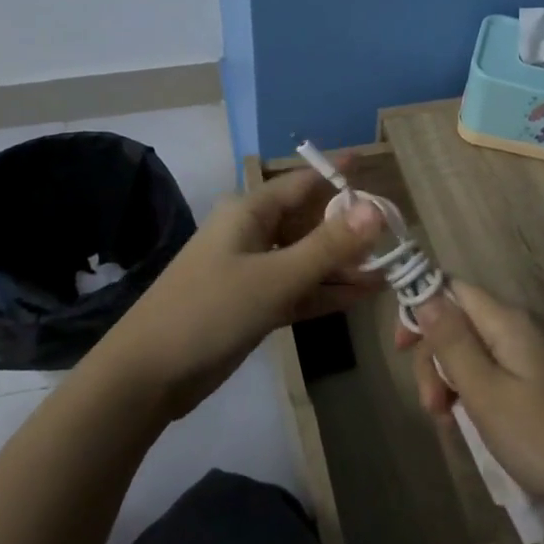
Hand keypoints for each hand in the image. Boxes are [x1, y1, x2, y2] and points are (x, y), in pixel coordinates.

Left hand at [113, 164, 384, 416]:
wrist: (147, 375)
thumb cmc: (210, 311)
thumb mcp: (275, 278)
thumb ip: (328, 246)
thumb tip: (376, 210)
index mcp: (250, 211)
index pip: (304, 181)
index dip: (339, 175)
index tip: (376, 169)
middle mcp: (252, 232)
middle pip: (309, 221)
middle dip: (350, 228)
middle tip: (396, 235)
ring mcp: (251, 269)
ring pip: (306, 258)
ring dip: (342, 265)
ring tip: (389, 270)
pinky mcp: (252, 302)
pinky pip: (297, 288)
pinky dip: (325, 291)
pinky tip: (362, 296)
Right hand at [400, 283, 543, 529]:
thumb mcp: (487, 394)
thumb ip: (452, 342)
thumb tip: (424, 294)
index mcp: (509, 322)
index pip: (452, 289)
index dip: (421, 310)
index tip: (400, 352)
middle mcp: (524, 328)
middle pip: (462, 323)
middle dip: (437, 359)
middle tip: (434, 410)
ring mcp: (539, 355)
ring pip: (478, 352)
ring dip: (455, 382)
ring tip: (452, 426)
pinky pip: (499, 373)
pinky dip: (479, 395)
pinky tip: (479, 428)